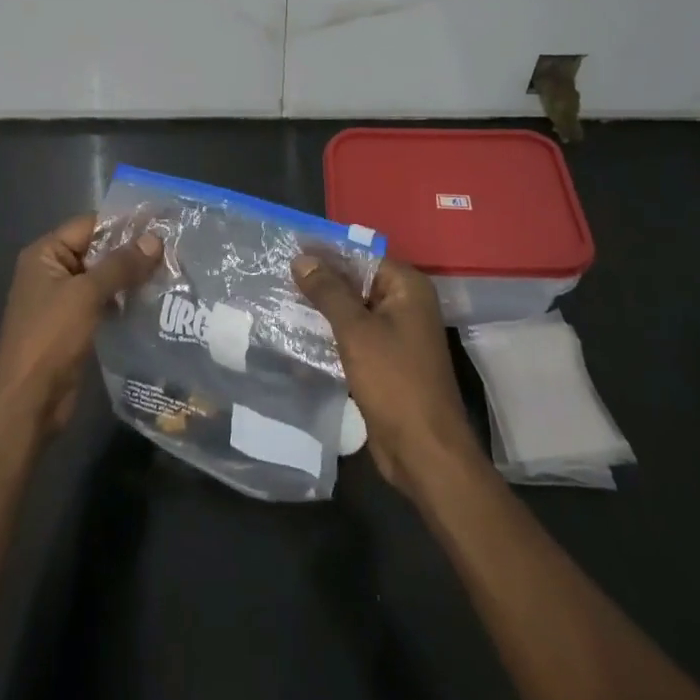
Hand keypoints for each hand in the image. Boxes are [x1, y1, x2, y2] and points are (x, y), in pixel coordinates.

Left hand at [0, 215, 162, 440]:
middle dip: (131, 252)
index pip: (89, 225)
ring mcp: (62, 300)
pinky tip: (152, 302)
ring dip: (131, 278)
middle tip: (173, 250)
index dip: (124, 224)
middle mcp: (51, 271)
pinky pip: (102, 303)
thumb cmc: (50, 339)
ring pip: (102, 278)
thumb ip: (121, 265)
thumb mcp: (86, 295)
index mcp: (45, 254)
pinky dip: (124, 300)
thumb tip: (155, 240)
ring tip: (170, 273)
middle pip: (97, 250)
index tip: (162, 224)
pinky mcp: (73, 326)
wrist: (28, 402)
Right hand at [291, 254, 479, 492]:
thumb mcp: (356, 330)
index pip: (360, 256)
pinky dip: (329, 335)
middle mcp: (405, 304)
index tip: (288, 248)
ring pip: (352, 310)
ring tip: (278, 301)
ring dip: (320, 309)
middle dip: (319, 281)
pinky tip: (296, 335)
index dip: (325, 252)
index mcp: (407, 287)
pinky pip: (353, 336)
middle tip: (276, 275)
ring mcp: (396, 334)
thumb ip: (328, 291)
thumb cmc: (394, 381)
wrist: (423, 450)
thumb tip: (301, 259)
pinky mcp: (384, 361)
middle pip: (356, 282)